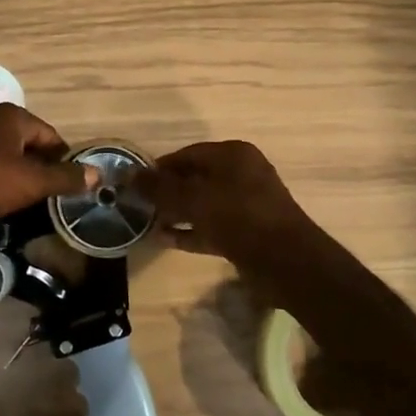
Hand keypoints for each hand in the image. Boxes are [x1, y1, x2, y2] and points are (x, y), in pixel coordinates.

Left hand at [0, 103, 93, 225]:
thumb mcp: (33, 181)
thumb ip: (66, 177)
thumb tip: (98, 174)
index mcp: (14, 117)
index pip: (52, 137)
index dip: (64, 162)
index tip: (70, 186)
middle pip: (31, 146)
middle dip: (42, 171)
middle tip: (52, 197)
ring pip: (10, 159)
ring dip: (21, 179)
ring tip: (30, 203)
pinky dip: (0, 184)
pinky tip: (2, 203)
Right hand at [133, 141, 312, 260]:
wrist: (285, 261)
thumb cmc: (238, 217)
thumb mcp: (193, 200)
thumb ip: (160, 189)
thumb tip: (130, 176)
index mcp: (233, 154)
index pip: (188, 154)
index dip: (160, 168)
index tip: (136, 183)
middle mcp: (242, 173)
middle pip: (196, 178)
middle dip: (167, 191)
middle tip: (139, 204)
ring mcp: (247, 204)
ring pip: (203, 204)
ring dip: (177, 213)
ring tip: (146, 222)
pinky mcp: (247, 232)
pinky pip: (212, 225)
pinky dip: (190, 231)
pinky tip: (164, 240)